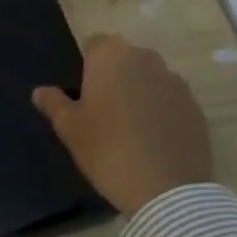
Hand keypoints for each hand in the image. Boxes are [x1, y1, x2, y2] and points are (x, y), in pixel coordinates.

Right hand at [33, 34, 212, 214]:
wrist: (167, 192)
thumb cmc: (108, 150)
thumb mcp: (69, 129)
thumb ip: (53, 103)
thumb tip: (40, 91)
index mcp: (111, 56)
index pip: (94, 44)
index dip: (87, 65)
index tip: (83, 93)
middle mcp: (146, 59)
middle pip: (125, 58)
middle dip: (115, 76)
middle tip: (104, 110)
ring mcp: (175, 82)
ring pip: (150, 78)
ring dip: (140, 92)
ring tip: (131, 127)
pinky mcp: (196, 108)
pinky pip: (171, 100)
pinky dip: (162, 112)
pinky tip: (154, 140)